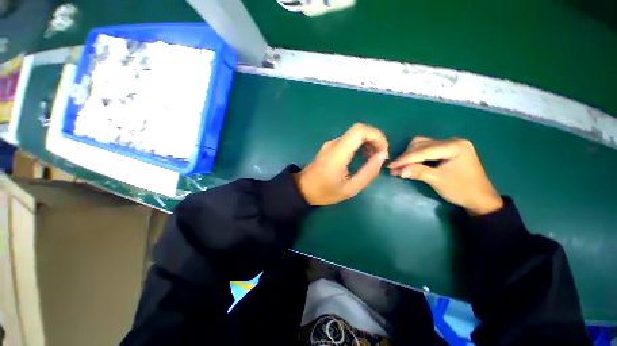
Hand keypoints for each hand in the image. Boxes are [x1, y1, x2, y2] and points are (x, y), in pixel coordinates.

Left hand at [294, 123, 388, 205]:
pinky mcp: (330, 146)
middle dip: (375, 139)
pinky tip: (362, 157)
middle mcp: (334, 144)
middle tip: (380, 156)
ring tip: (373, 158)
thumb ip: (368, 172)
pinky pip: (348, 140)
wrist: (303, 189)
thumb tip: (382, 155)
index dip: (376, 136)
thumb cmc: (325, 192)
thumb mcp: (350, 189)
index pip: (359, 130)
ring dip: (368, 142)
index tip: (383, 151)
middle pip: (359, 130)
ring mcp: (330, 144)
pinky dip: (360, 144)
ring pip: (354, 134)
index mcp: (338, 154)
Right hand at [388, 136, 502, 214]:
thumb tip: (398, 171)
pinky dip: (415, 157)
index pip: (423, 150)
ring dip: (409, 156)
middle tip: (394, 169)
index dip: (405, 159)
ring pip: (421, 145)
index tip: (390, 166)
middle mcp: (452, 141)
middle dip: (406, 157)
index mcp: (455, 146)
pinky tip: (409, 164)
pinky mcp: (446, 150)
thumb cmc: (462, 190)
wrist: (480, 199)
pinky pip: (426, 149)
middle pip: (421, 144)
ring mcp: (449, 144)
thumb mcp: (438, 181)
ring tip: (400, 167)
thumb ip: (418, 172)